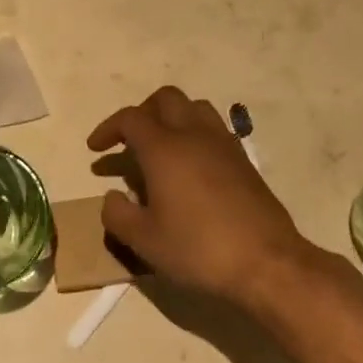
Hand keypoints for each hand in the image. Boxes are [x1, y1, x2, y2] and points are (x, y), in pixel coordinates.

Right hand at [86, 86, 308, 303]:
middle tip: (129, 141)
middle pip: (165, 99)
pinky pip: (214, 129)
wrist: (267, 264)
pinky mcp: (244, 161)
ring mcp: (223, 144)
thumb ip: (118, 215)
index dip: (107, 128)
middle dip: (141, 112)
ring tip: (161, 147)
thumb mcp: (145, 241)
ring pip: (194, 107)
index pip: (130, 119)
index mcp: (164, 148)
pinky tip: (191, 167)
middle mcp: (193, 135)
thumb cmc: (199, 250)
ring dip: (172, 117)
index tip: (95, 150)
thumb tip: (112, 197)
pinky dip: (195, 134)